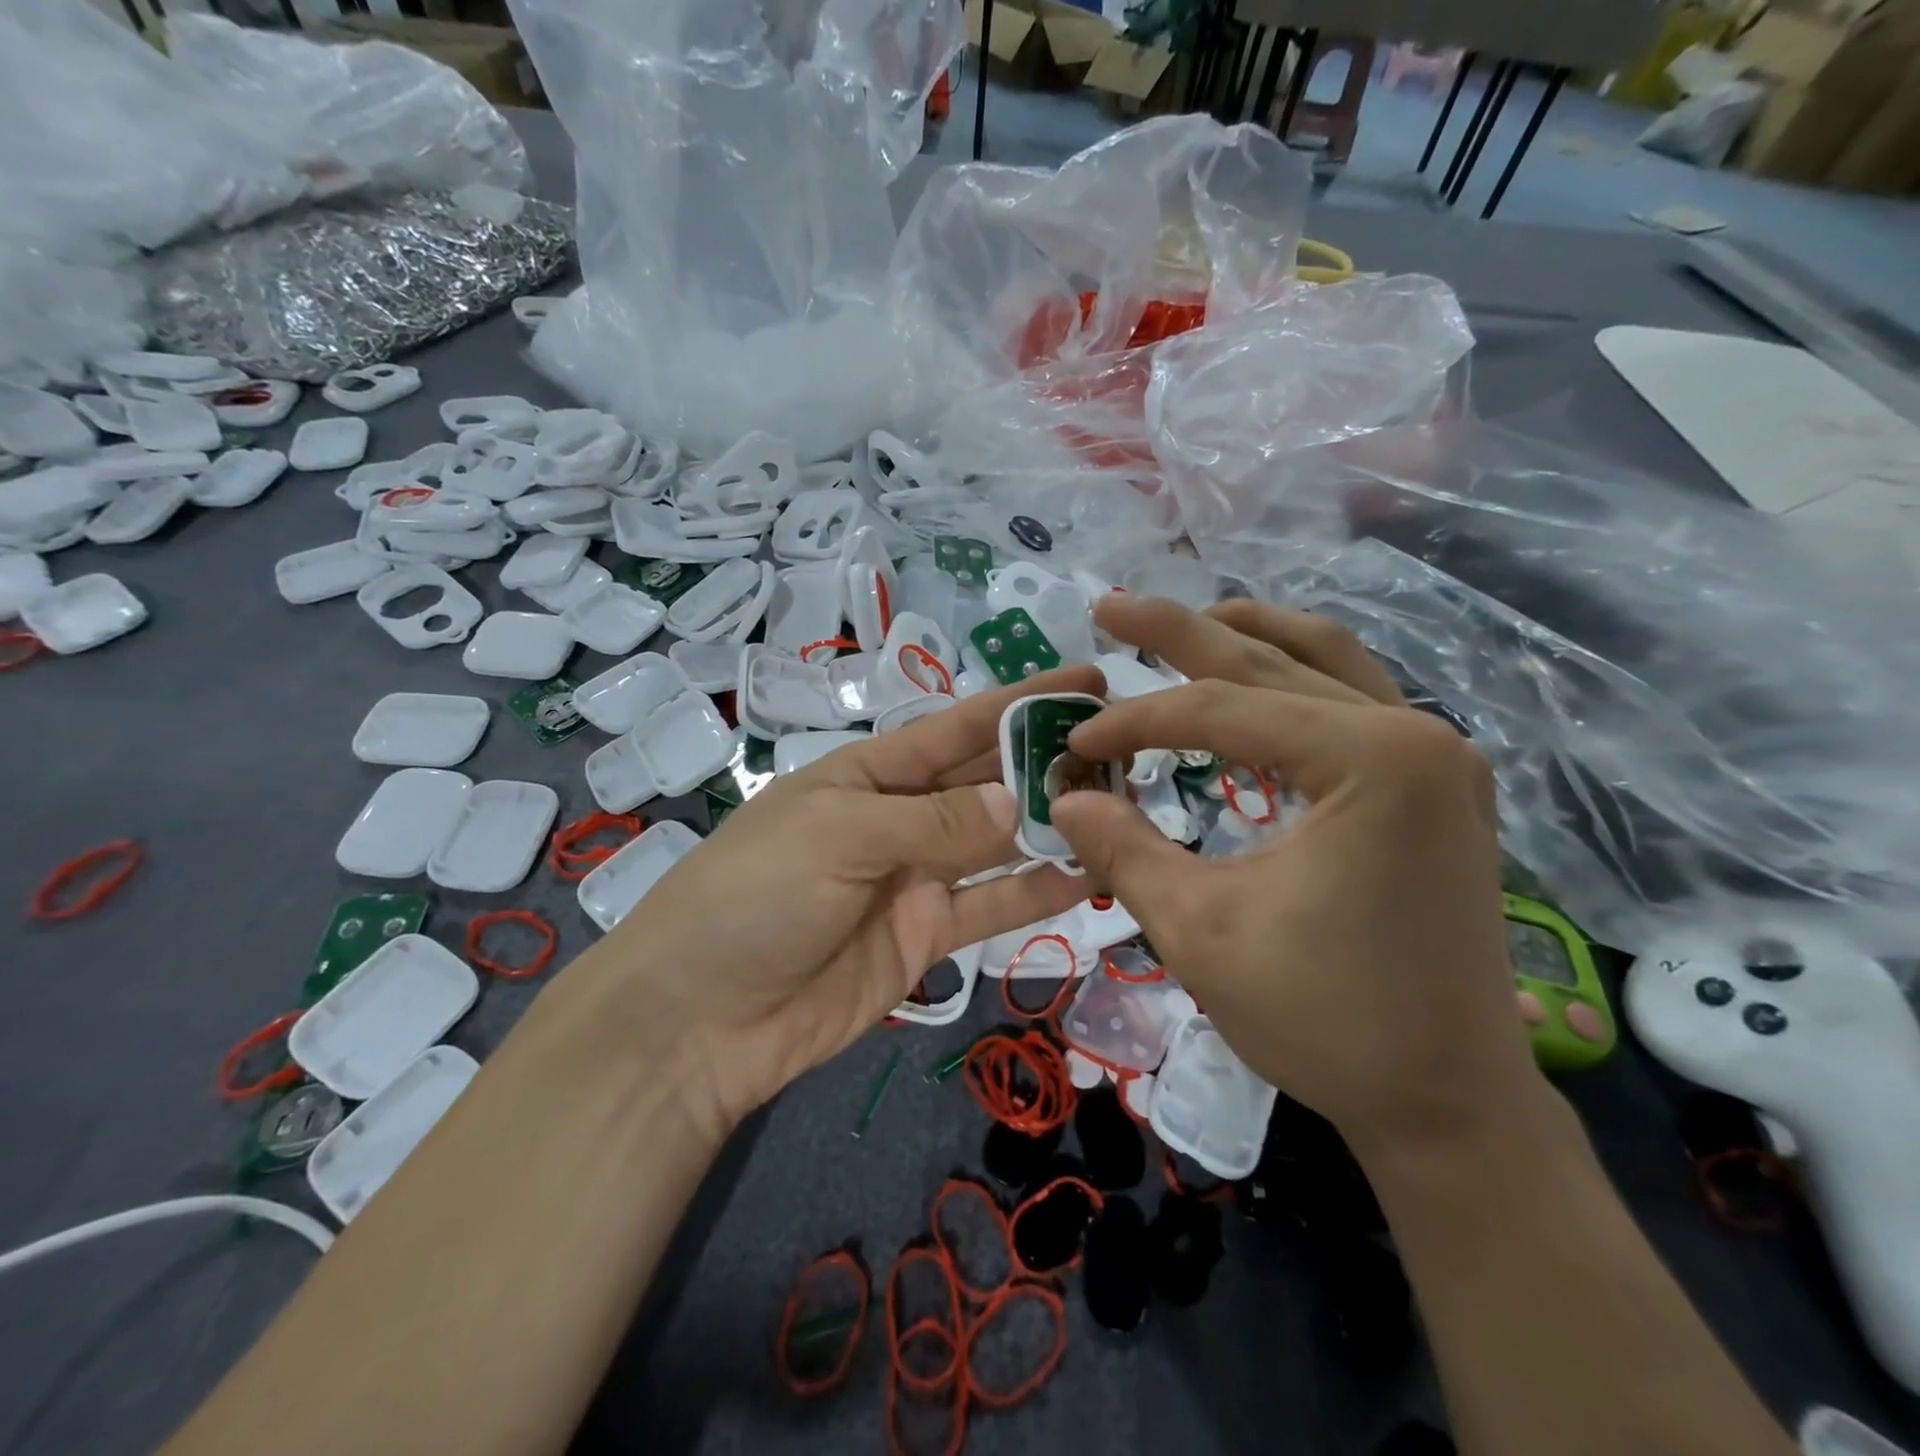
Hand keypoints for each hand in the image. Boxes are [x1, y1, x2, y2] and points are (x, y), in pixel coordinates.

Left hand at [593, 668, 1100, 1135]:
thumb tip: (1017, 802)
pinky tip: (1089, 877)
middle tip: (1124, 753)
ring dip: (1051, 827)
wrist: (700, 1020)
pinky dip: (1035, 893)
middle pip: (984, 783)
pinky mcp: (924, 939)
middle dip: (1046, 764)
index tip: (1087, 681)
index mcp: (869, 773)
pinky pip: (989, 907)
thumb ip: (936, 821)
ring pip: (997, 845)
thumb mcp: (841, 836)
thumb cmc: (756, 896)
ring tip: (1121, 811)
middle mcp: (898, 818)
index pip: (957, 727)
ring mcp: (914, 880)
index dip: (1020, 702)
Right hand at [1049, 595, 1540, 1153]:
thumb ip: (1122, 849)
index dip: (1135, 723)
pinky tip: (1251, 685)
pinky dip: (1290, 680)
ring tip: (1185, 625)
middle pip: (1273, 660)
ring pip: (1326, 661)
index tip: (1074, 745)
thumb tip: (1065, 796)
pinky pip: (1352, 701)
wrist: (1448, 1102)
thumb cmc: (1326, 1020)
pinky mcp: (1435, 785)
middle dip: (1181, 633)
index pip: (1222, 712)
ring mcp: (1436, 755)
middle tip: (1111, 606)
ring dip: (1246, 638)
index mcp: (1372, 762)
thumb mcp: (1198, 931)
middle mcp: (1416, 735)